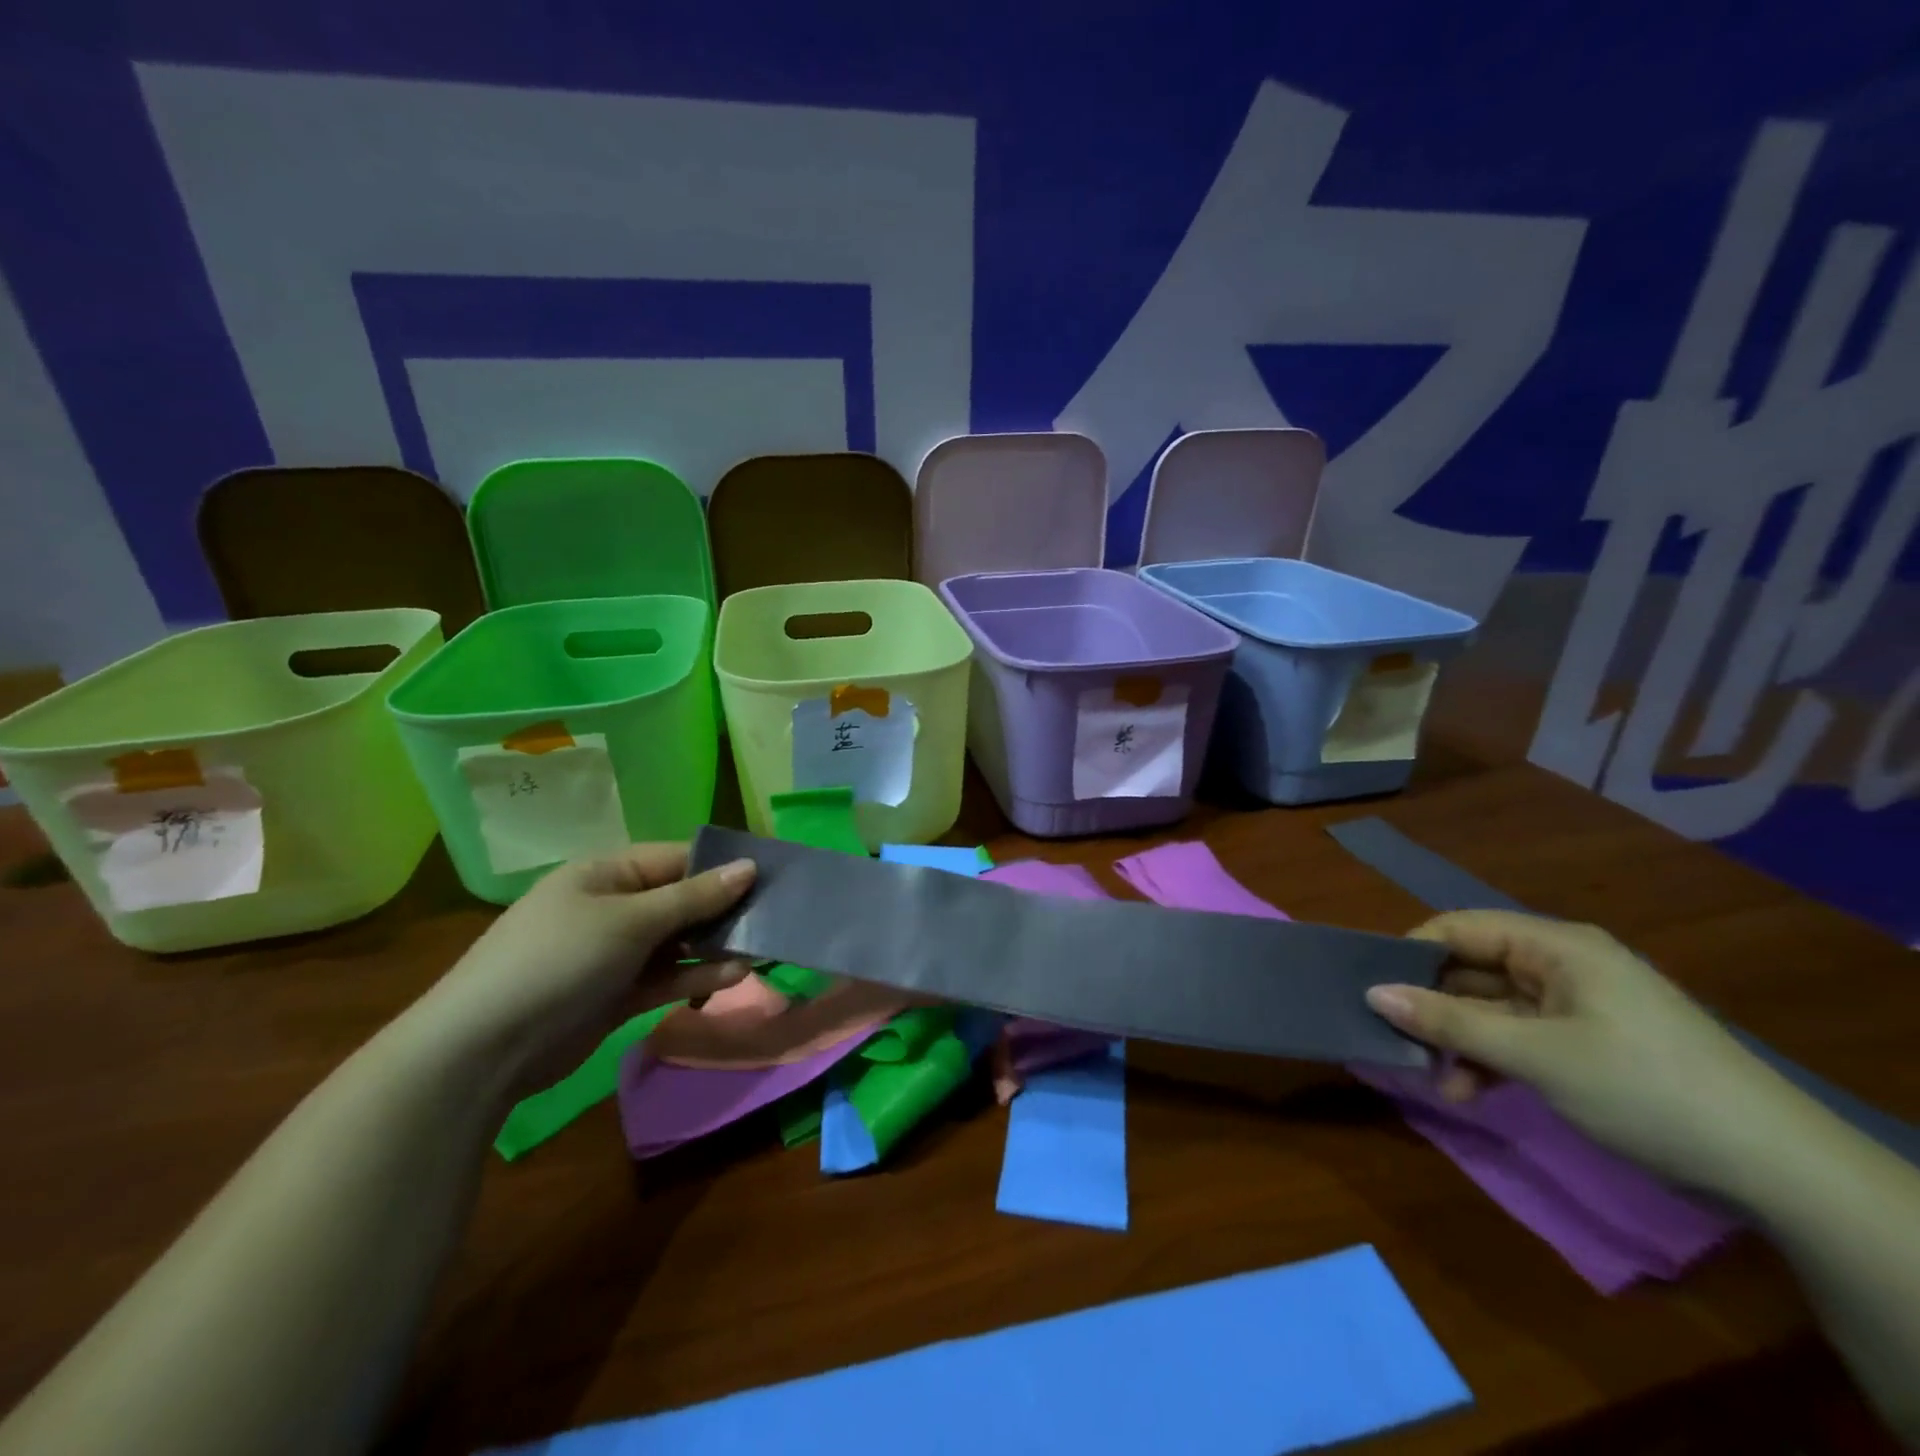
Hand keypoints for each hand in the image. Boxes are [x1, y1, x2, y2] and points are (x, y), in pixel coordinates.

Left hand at [405, 843, 755, 1094]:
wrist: (483, 1049)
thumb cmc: (559, 959)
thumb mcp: (631, 920)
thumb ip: (694, 896)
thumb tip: (749, 867)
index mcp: (606, 873)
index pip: (676, 858)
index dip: (721, 865)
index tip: (768, 875)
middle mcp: (612, 907)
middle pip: (680, 900)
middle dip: (723, 909)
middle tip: (774, 915)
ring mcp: (613, 953)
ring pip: (677, 942)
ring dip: (714, 946)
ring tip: (760, 949)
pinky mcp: (616, 994)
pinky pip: (666, 976)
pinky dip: (696, 976)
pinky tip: (732, 976)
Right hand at [1365, 910, 1791, 1189]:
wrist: (1774, 1168)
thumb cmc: (1642, 1087)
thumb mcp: (1535, 1055)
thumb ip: (1450, 1022)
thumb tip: (1373, 993)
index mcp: (1554, 946)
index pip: (1460, 929)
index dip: (1412, 954)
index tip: (1373, 989)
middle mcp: (1562, 966)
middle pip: (1473, 971)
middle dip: (1434, 1008)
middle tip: (1398, 1044)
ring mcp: (1577, 1007)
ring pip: (1493, 1010)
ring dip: (1461, 1042)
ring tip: (1438, 1082)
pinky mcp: (1588, 1046)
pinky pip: (1520, 1039)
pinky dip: (1492, 1061)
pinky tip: (1472, 1092)